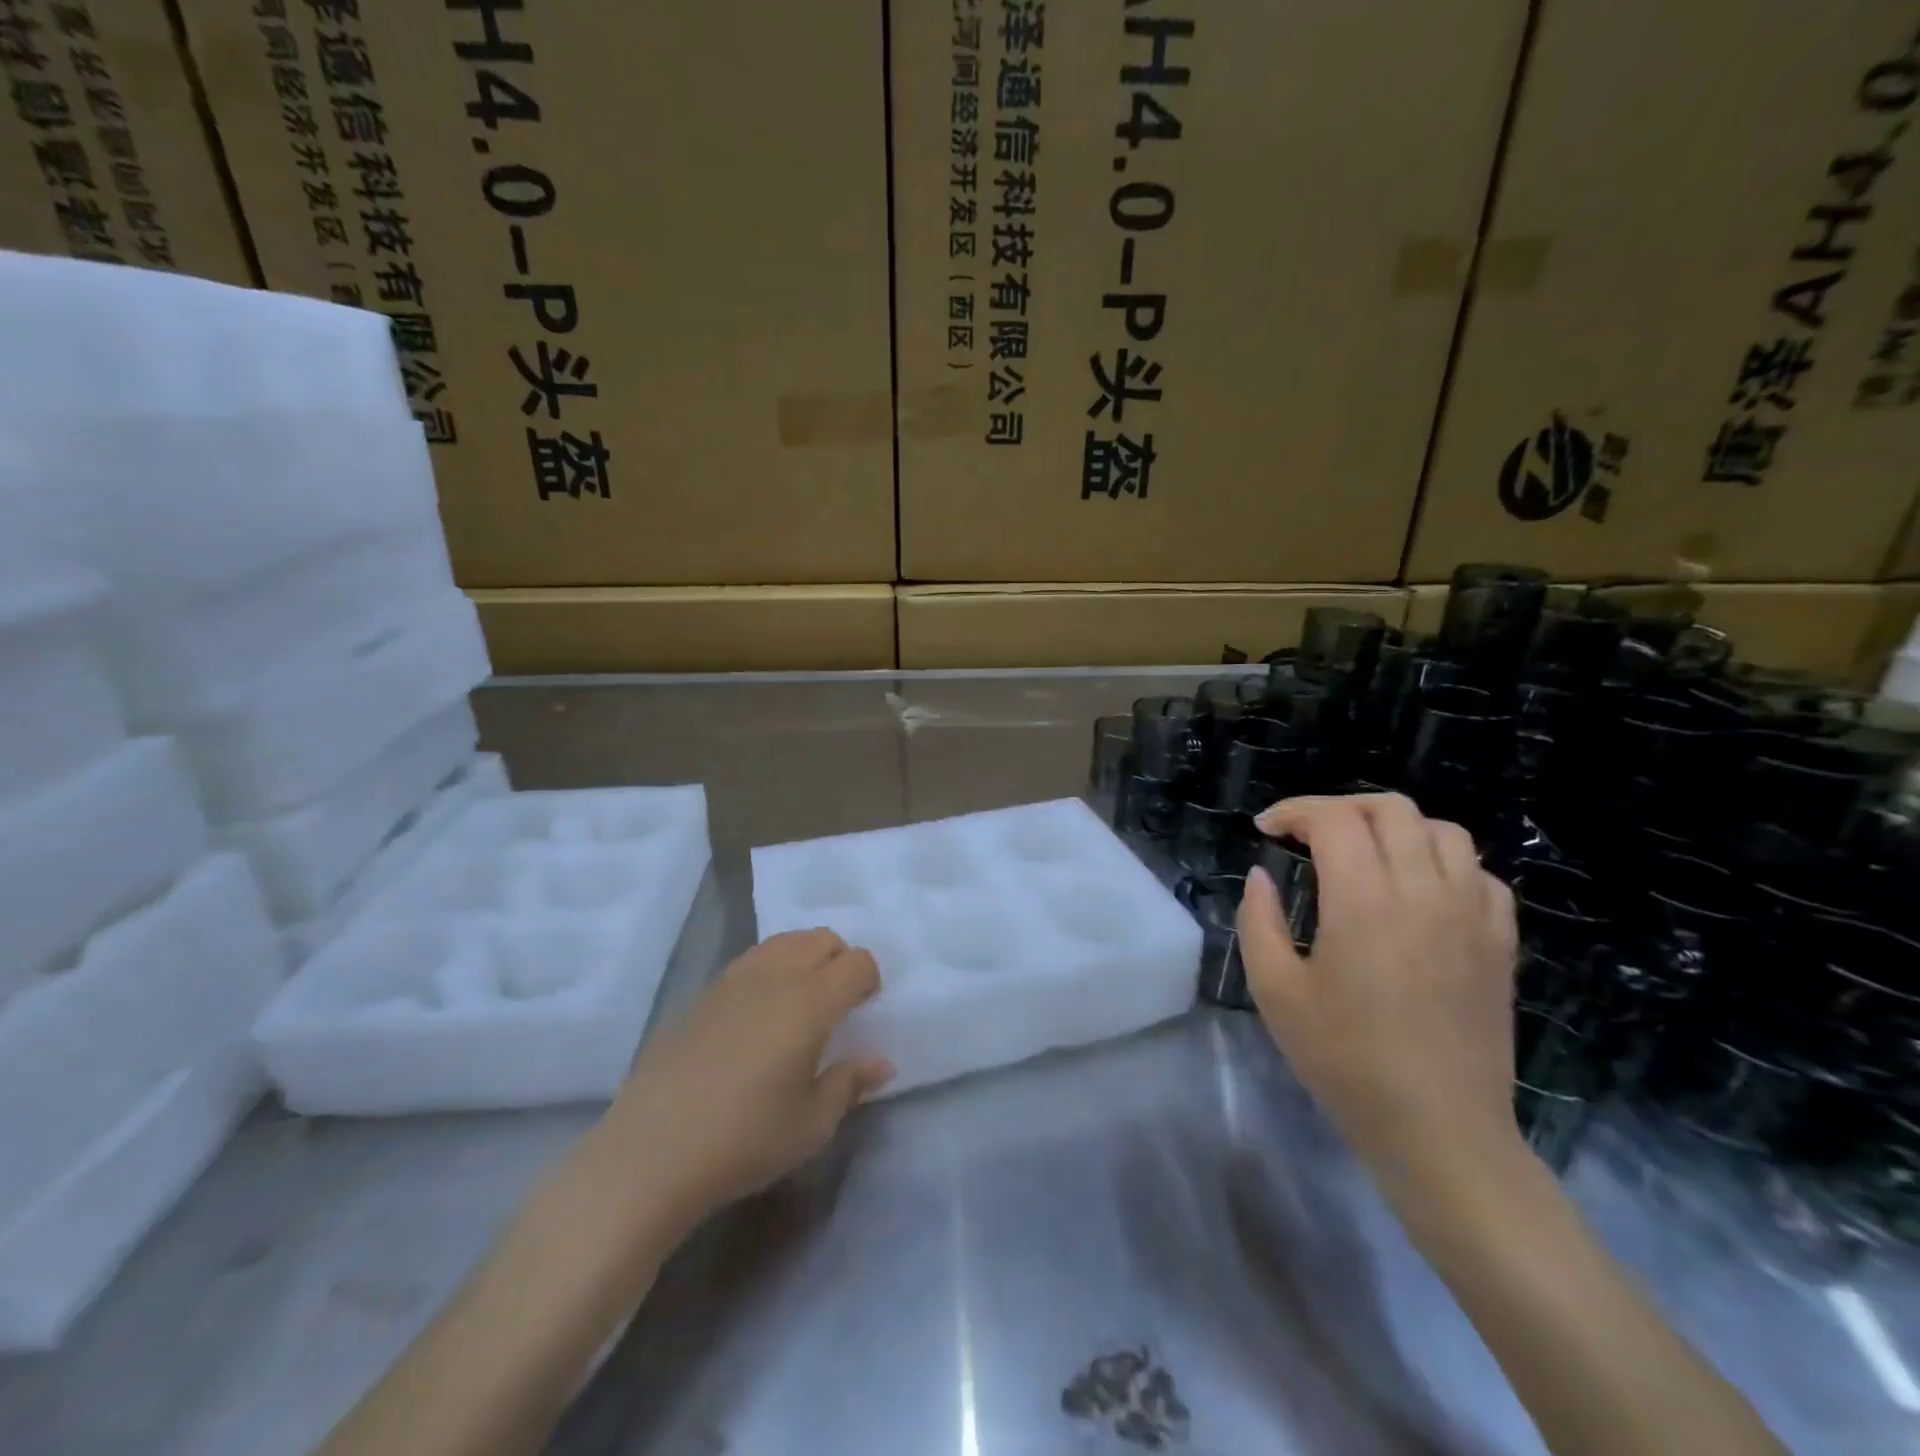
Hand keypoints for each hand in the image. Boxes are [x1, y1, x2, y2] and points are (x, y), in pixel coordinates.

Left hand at [601, 929, 893, 1223]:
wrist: (651, 1151)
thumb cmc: (745, 1138)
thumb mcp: (812, 1123)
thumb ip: (850, 1083)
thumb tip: (881, 1063)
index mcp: (811, 1001)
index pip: (856, 962)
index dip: (870, 979)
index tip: (866, 1009)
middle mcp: (776, 976)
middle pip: (821, 938)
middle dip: (840, 959)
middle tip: (839, 1002)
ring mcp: (734, 980)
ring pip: (784, 941)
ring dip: (805, 957)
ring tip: (801, 1001)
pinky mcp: (703, 994)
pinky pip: (751, 960)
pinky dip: (770, 969)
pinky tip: (759, 1014)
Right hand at [1238, 794, 1520, 1173]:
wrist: (1439, 1130)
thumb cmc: (1345, 1061)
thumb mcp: (1275, 991)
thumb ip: (1258, 921)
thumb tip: (1261, 876)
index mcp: (1364, 902)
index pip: (1334, 820)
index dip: (1293, 811)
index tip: (1266, 830)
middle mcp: (1425, 892)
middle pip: (1390, 808)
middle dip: (1340, 808)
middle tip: (1308, 835)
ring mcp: (1472, 915)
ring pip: (1442, 831)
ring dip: (1394, 828)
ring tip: (1364, 854)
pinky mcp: (1500, 942)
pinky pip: (1479, 874)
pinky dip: (1442, 862)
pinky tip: (1418, 890)